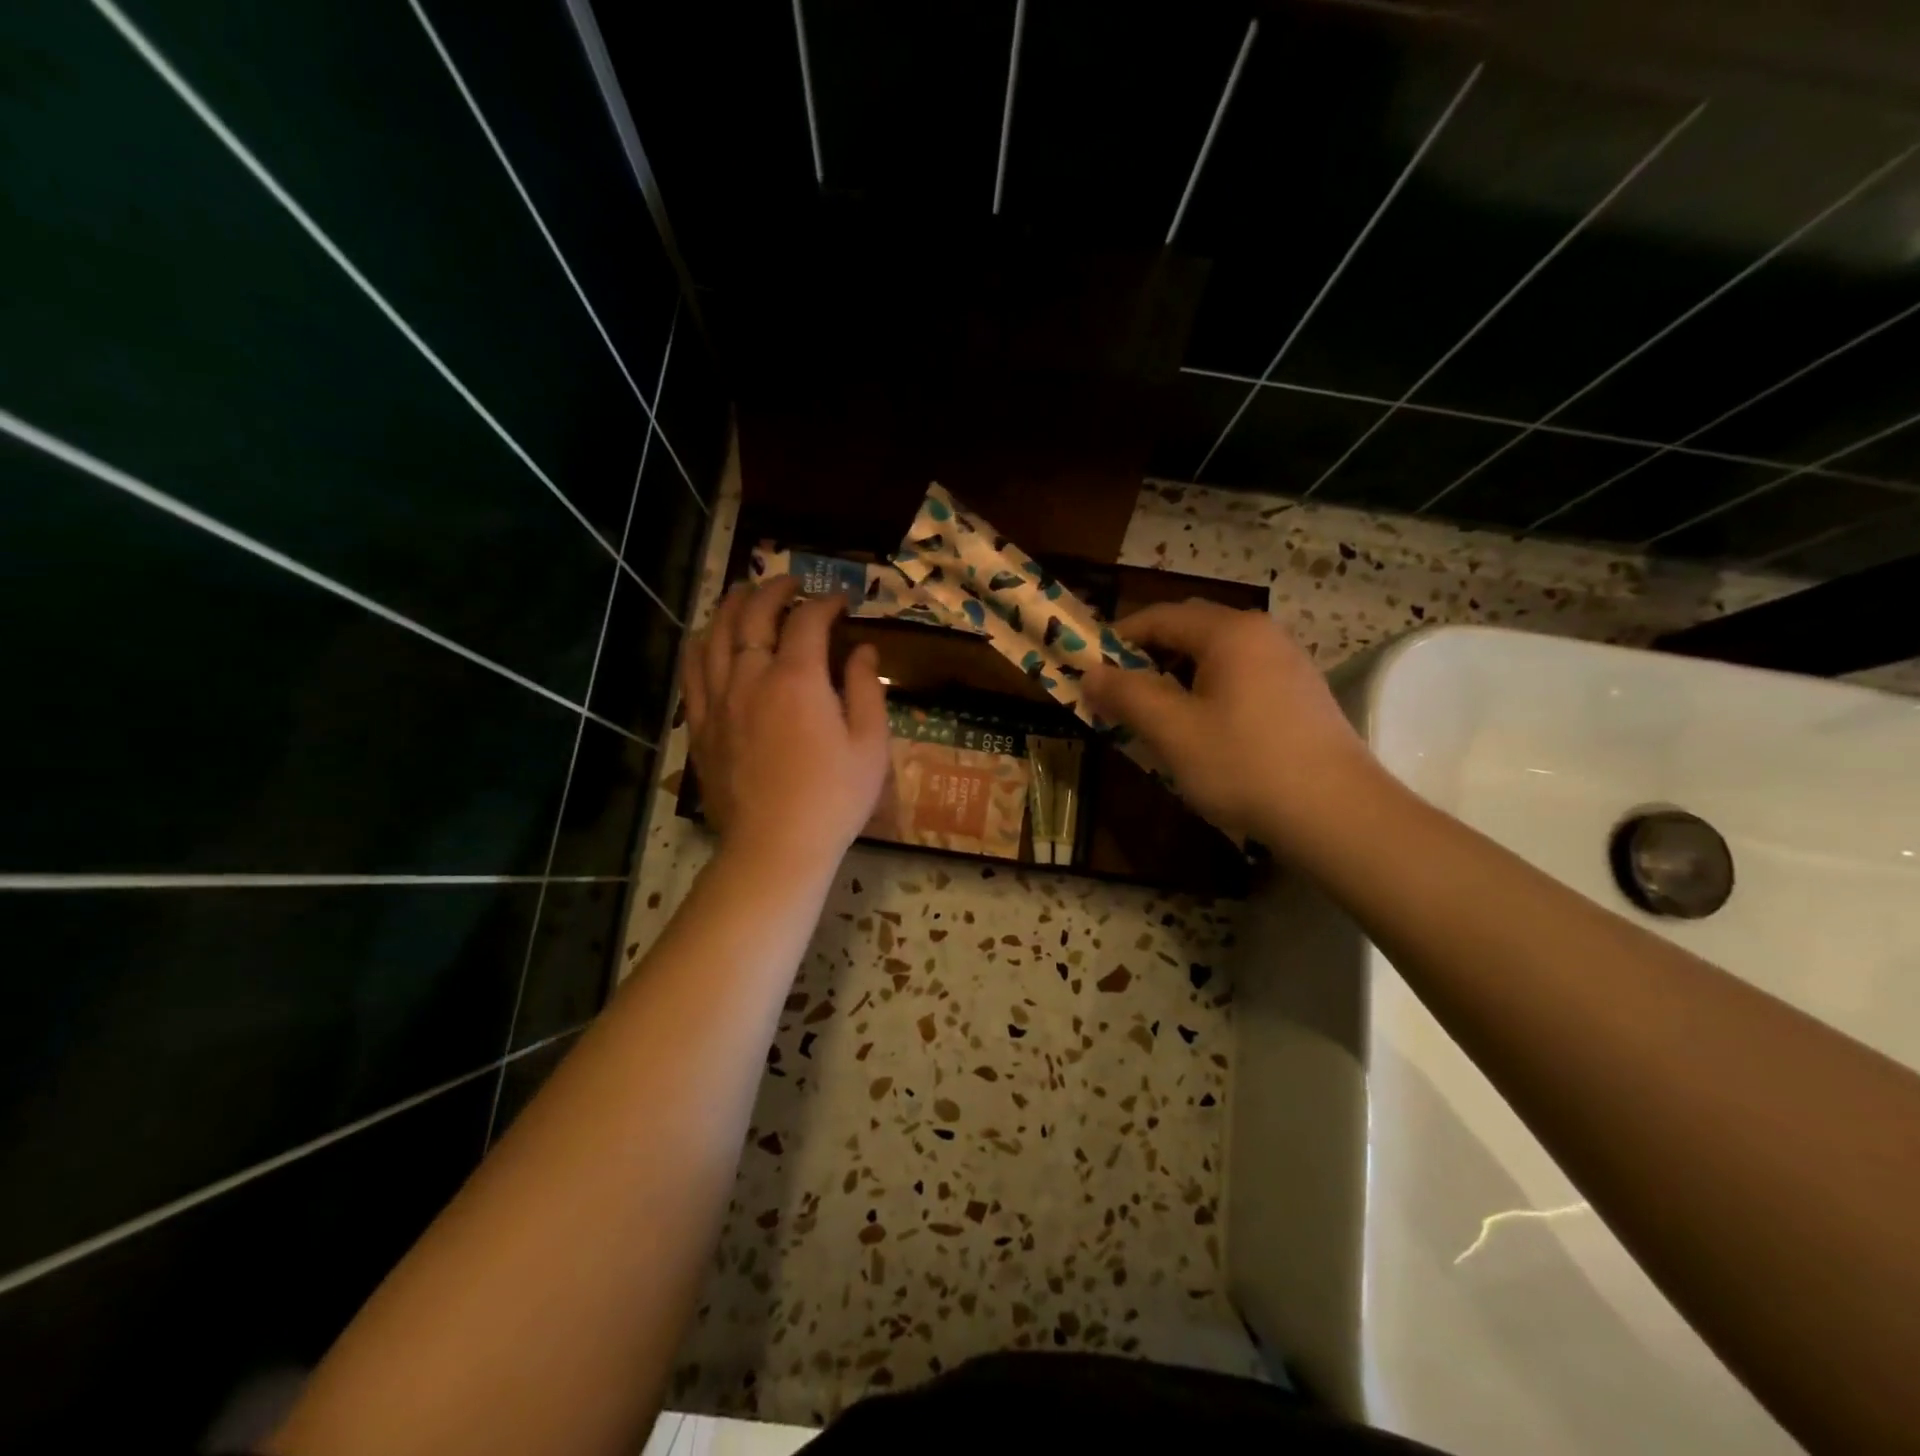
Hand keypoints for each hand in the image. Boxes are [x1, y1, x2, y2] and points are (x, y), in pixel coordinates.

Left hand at [683, 577, 889, 875]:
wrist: (775, 847)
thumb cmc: (833, 798)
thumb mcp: (870, 745)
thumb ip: (866, 689)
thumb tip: (863, 650)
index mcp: (797, 679)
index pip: (807, 620)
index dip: (825, 603)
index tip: (841, 602)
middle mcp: (751, 677)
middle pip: (753, 616)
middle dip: (774, 591)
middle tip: (792, 583)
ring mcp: (719, 700)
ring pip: (715, 635)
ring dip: (732, 606)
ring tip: (746, 593)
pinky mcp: (701, 725)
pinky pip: (692, 670)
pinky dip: (701, 643)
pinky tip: (707, 636)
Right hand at [1082, 600, 1377, 846]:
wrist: (1337, 813)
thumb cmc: (1244, 764)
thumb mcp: (1172, 731)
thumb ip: (1127, 695)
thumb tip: (1090, 674)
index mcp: (1230, 632)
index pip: (1159, 617)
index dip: (1117, 638)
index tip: (1088, 666)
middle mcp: (1262, 634)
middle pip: (1190, 631)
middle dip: (1147, 657)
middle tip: (1118, 693)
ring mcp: (1288, 663)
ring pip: (1216, 657)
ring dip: (1177, 677)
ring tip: (1154, 715)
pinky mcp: (1301, 694)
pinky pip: (1240, 678)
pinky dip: (1208, 692)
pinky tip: (1202, 731)